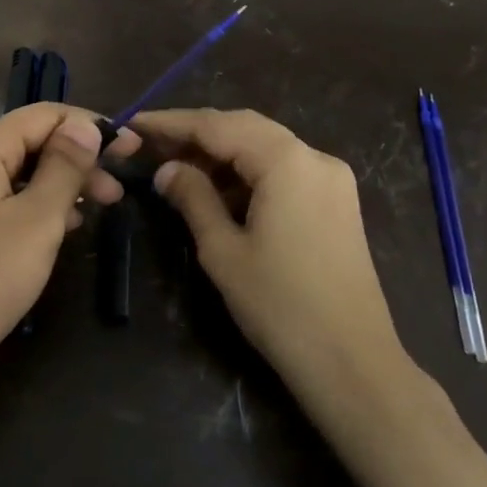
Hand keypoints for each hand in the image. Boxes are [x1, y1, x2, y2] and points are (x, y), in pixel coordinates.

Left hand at [0, 104, 140, 411]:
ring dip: (54, 186)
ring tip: (91, 213)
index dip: (88, 125)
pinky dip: (28, 207)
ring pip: (11, 175)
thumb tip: (84, 125)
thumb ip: (64, 167)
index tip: (130, 149)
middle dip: (74, 160)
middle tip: (117, 192)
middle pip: (25, 144)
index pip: (40, 115)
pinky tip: (52, 232)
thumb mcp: (37, 220)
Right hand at [135, 108, 412, 397]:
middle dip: (196, 133)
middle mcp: (314, 157)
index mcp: (287, 161)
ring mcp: (331, 179)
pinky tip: (218, 189)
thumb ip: (192, 197)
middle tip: (151, 144)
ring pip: (265, 145)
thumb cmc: (280, 305)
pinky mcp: (336, 201)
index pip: (217, 125)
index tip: (134, 123)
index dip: (172, 123)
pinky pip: (284, 168)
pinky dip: (248, 171)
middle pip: (244, 127)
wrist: (352, 363)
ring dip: (222, 152)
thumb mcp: (222, 250)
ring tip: (177, 166)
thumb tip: (166, 169)